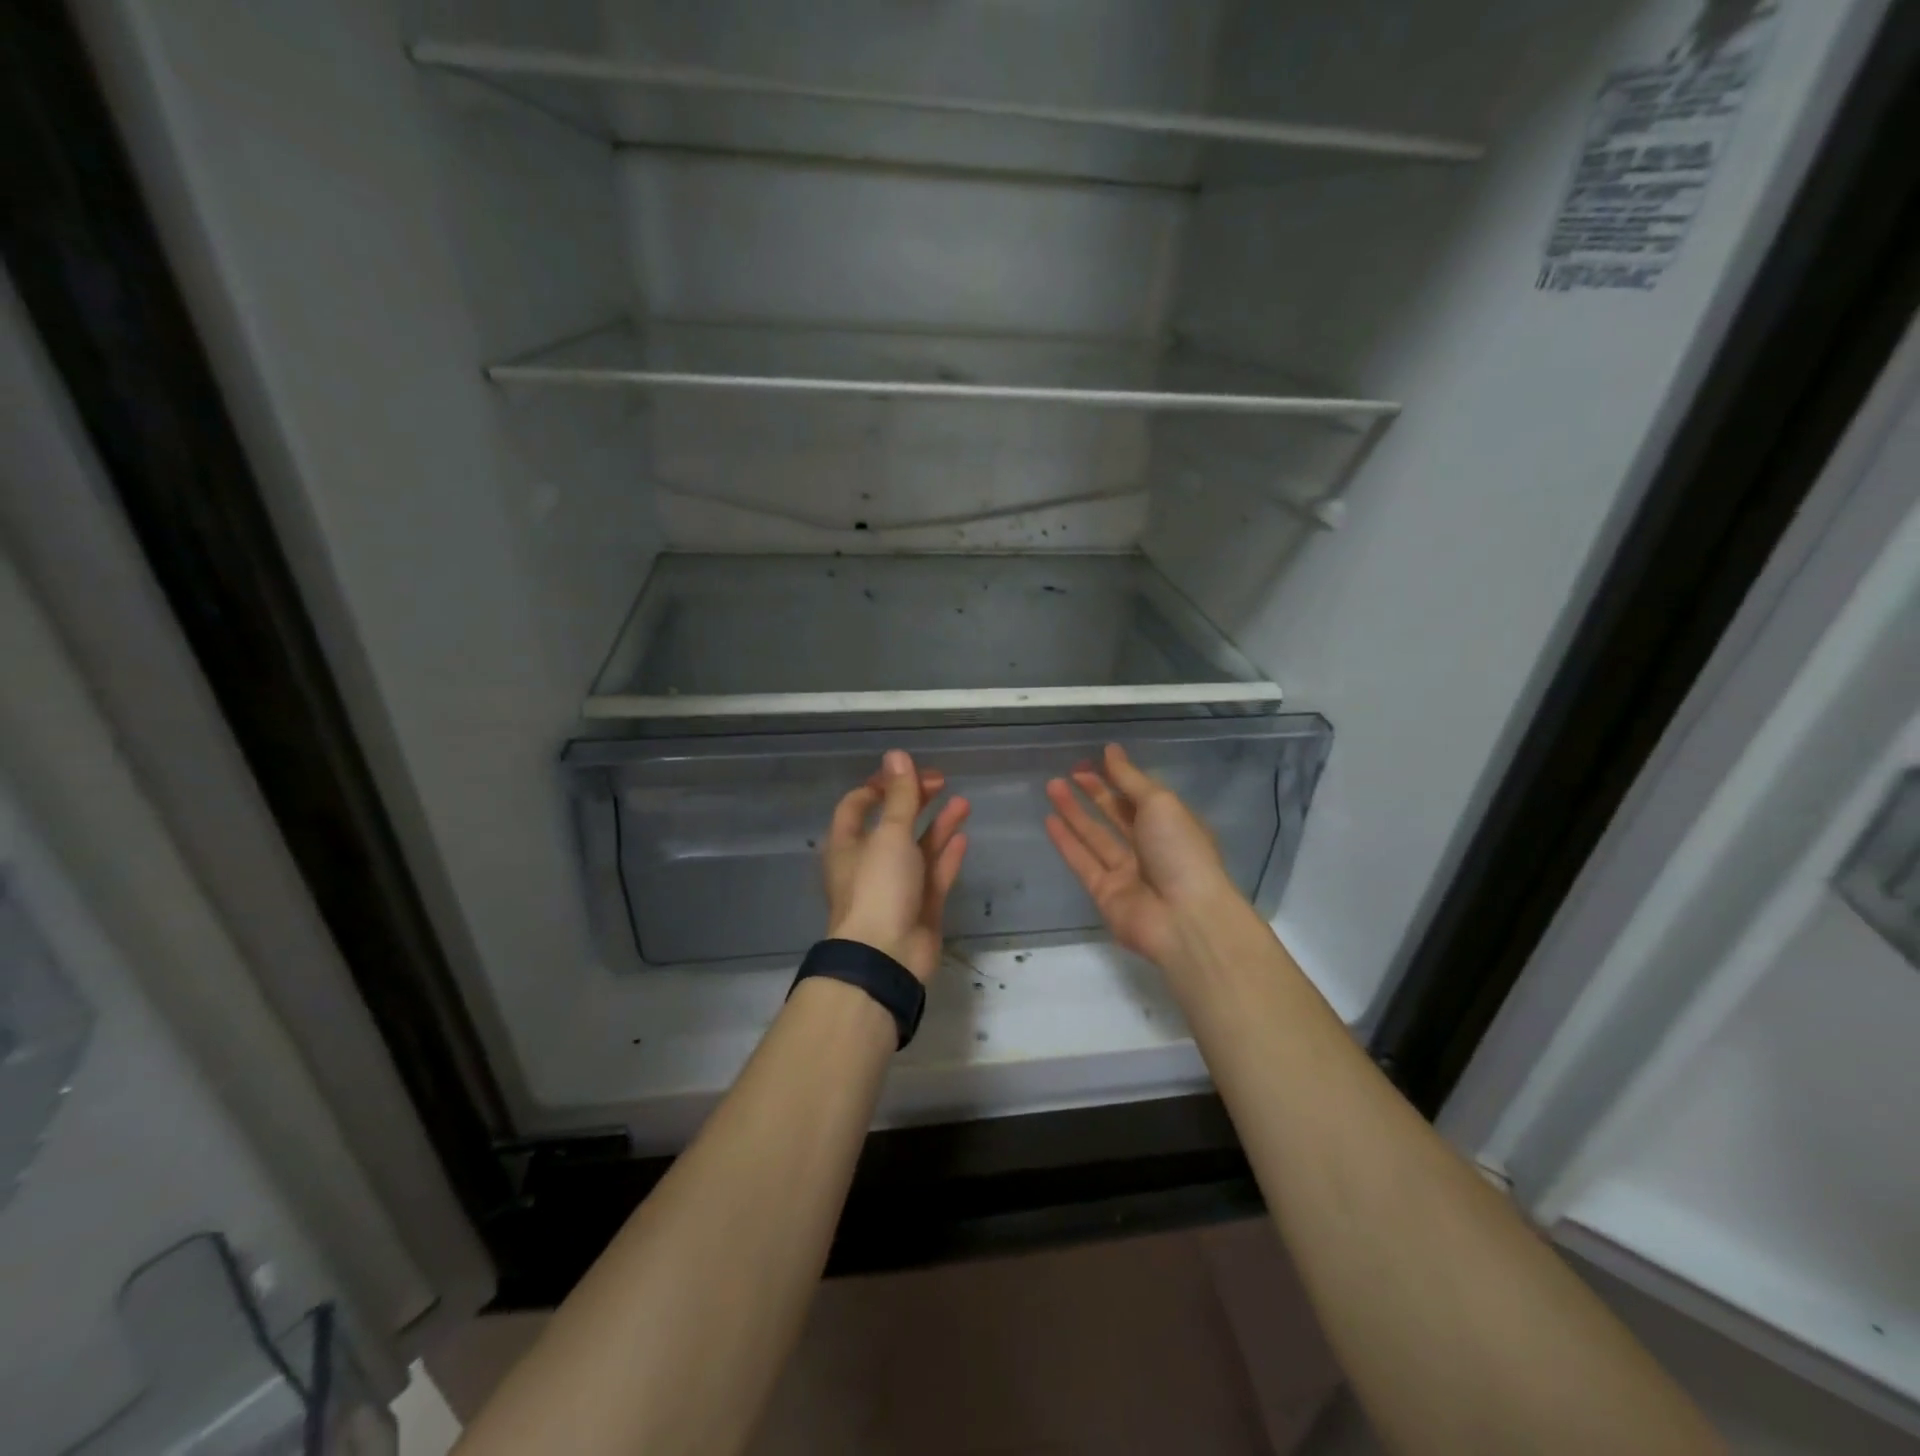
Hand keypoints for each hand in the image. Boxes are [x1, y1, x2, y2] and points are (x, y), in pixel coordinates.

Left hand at [822, 750, 969, 982]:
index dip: (881, 784)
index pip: (858, 804)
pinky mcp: (920, 907)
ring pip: (917, 848)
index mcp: (848, 844)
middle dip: (915, 800)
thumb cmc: (879, 888)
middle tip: (941, 781)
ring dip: (937, 825)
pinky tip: (963, 838)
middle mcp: (869, 862)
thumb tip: (896, 754)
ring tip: (963, 803)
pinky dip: (946, 855)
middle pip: (892, 823)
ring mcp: (896, 886)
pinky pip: (934, 875)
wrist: (887, 957)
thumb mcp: (889, 834)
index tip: (908, 772)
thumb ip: (899, 796)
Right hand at [1045, 744, 1246, 967]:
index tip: (1094, 759)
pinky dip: (1066, 841)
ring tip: (1051, 785)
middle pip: (1117, 815)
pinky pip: (1082, 861)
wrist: (1184, 918)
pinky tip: (1049, 819)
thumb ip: (1130, 779)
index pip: (1140, 796)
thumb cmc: (1180, 851)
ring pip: (1095, 836)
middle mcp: (1150, 848)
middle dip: (1094, 792)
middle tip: (1069, 771)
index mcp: (1172, 825)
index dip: (1118, 777)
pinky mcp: (1104, 893)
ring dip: (1074, 811)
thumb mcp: (1160, 803)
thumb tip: (1110, 750)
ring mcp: (1127, 872)